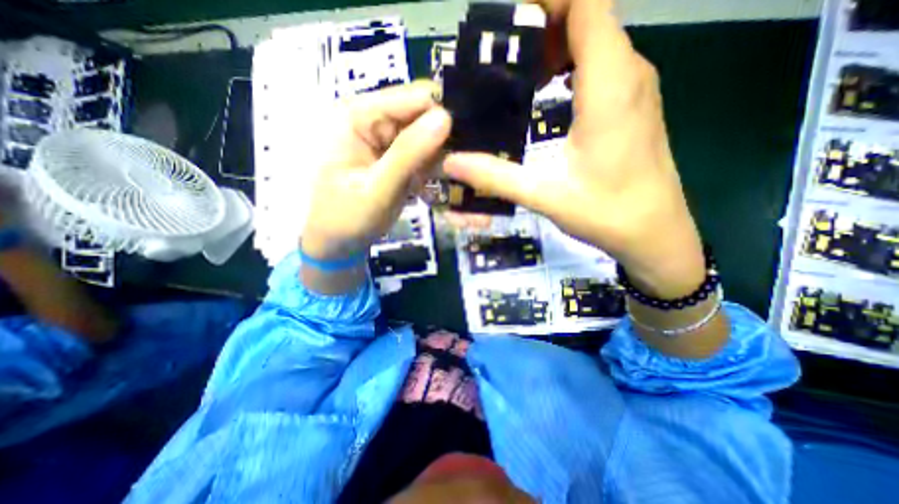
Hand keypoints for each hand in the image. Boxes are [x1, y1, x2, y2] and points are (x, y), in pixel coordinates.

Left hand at [301, 81, 453, 261]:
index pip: (414, 98)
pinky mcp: (392, 156)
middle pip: (422, 115)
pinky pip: (421, 154)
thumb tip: (446, 118)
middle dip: (441, 142)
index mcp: (358, 115)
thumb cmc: (346, 219)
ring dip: (437, 160)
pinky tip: (425, 189)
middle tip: (452, 172)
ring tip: (434, 184)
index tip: (463, 147)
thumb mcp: (378, 189)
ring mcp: (383, 138)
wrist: (336, 242)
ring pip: (426, 136)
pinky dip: (429, 171)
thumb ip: (409, 153)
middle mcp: (372, 118)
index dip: (442, 118)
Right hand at [445, 0, 706, 297]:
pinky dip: (570, 64)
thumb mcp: (544, 195)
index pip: (586, 3)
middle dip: (541, 25)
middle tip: (501, 56)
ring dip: (555, 46)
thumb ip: (496, 176)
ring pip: (595, 39)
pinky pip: (601, 64)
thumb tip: (452, 163)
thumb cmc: (605, 213)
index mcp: (610, 86)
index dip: (547, 0)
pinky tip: (546, 91)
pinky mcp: (633, 104)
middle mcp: (629, 73)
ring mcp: (635, 88)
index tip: (507, 24)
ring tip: (518, 74)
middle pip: (588, 16)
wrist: (654, 232)